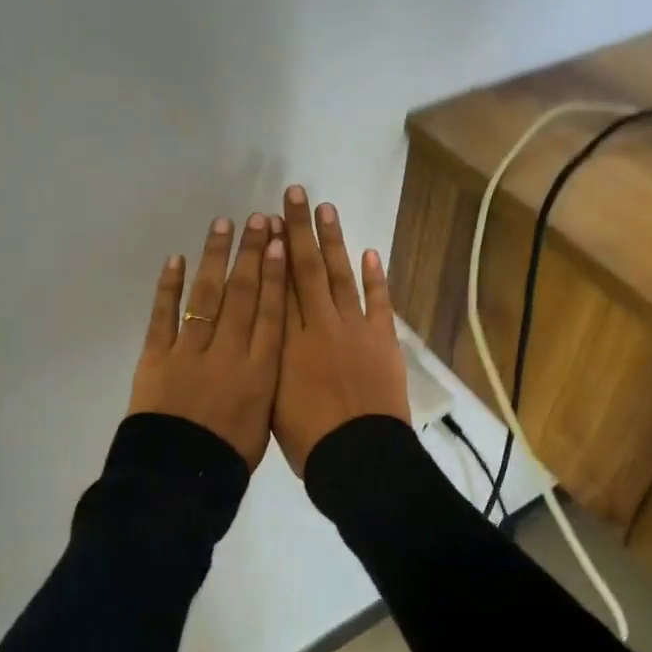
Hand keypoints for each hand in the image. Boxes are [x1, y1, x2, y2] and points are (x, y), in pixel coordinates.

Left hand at [127, 213, 287, 469]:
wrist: (179, 478)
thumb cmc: (228, 457)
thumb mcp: (264, 421)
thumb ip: (268, 383)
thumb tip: (270, 353)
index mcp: (260, 370)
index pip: (271, 312)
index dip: (276, 275)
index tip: (280, 243)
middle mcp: (229, 351)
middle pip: (242, 294)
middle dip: (251, 254)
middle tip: (259, 219)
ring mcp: (191, 351)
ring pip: (206, 295)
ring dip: (215, 257)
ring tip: (223, 224)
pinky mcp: (157, 356)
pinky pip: (163, 315)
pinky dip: (169, 286)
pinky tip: (176, 259)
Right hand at [271, 186, 409, 476]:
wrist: (359, 457)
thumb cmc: (309, 441)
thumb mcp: (273, 401)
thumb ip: (272, 363)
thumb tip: (268, 335)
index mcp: (287, 344)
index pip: (277, 287)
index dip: (273, 253)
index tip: (268, 224)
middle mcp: (318, 326)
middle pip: (306, 270)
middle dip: (299, 230)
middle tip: (294, 194)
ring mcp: (354, 330)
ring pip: (340, 276)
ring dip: (334, 241)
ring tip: (326, 209)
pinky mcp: (383, 340)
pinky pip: (379, 301)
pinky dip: (374, 277)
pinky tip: (369, 252)